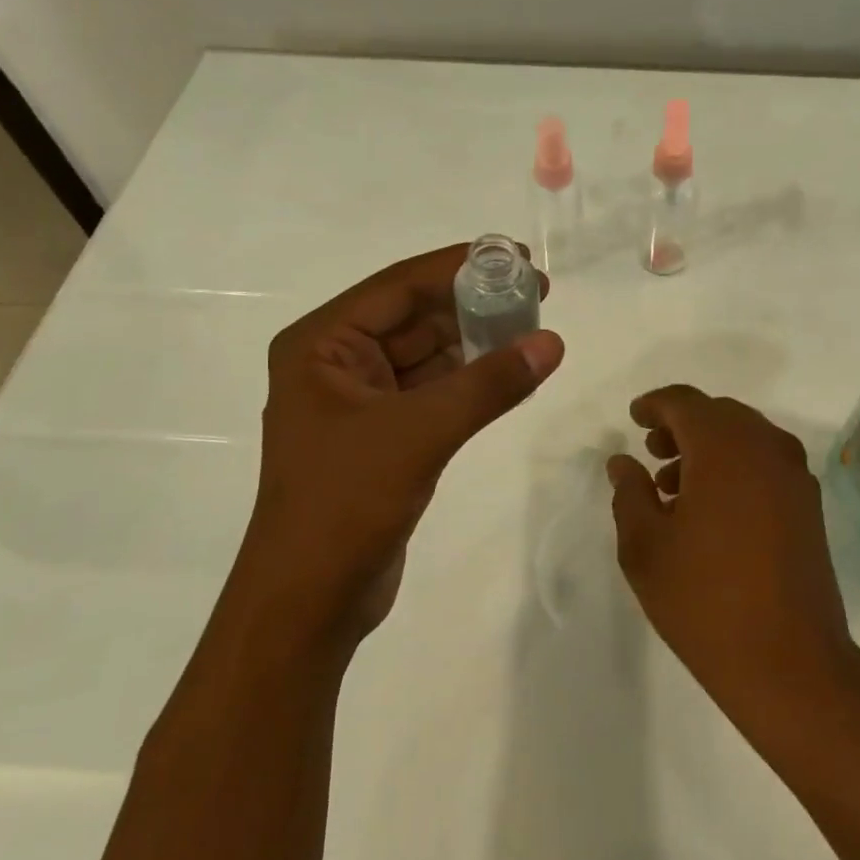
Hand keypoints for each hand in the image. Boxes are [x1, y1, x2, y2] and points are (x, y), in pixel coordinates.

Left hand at [239, 244, 563, 654]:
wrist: (309, 602)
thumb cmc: (346, 503)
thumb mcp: (421, 432)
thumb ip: (488, 384)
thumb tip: (551, 342)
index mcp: (321, 345)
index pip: (398, 286)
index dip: (460, 266)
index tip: (519, 257)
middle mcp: (335, 362)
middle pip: (413, 315)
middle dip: (472, 304)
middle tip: (536, 293)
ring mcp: (358, 400)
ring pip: (426, 353)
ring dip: (474, 341)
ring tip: (531, 327)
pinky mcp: (381, 434)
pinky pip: (431, 390)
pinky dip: (469, 380)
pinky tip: (510, 372)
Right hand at [607, 386, 854, 717]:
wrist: (791, 664)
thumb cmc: (705, 600)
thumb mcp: (645, 547)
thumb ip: (630, 493)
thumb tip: (624, 462)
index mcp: (724, 447)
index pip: (685, 402)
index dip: (655, 405)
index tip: (634, 418)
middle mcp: (766, 448)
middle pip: (718, 414)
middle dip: (681, 425)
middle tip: (651, 452)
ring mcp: (794, 476)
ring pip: (745, 437)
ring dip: (708, 447)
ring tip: (674, 486)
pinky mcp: (809, 505)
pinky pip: (765, 462)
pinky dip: (735, 466)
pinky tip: (711, 507)